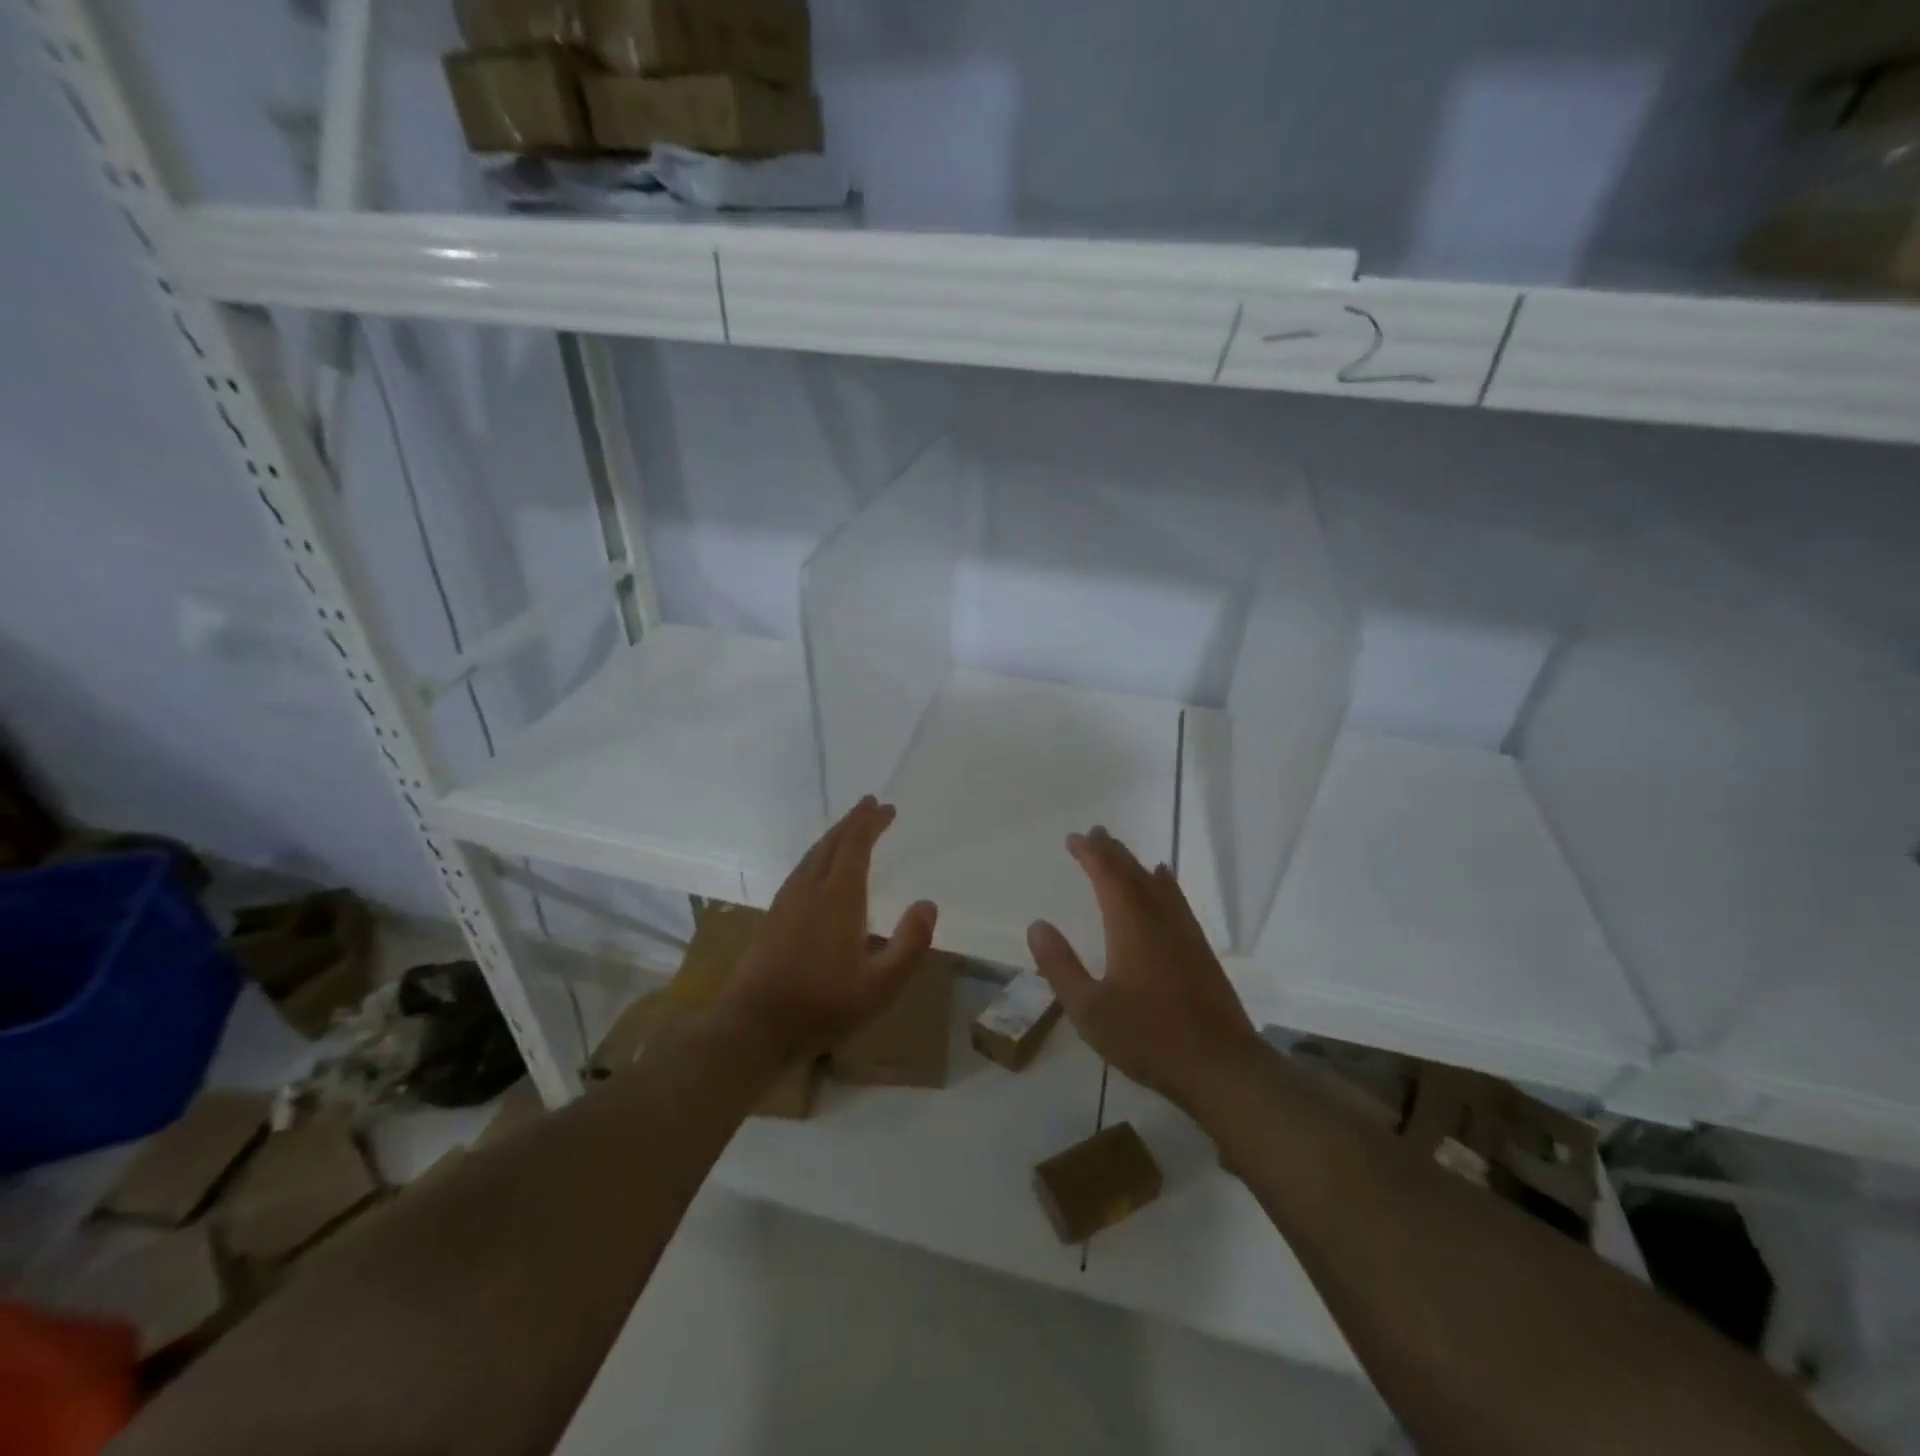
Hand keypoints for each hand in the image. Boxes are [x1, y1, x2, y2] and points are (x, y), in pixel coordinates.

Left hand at [717, 796, 937, 1065]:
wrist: (754, 1026)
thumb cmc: (823, 1004)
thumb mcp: (881, 984)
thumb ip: (910, 943)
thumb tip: (928, 904)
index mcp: (838, 897)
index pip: (855, 846)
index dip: (871, 823)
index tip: (886, 807)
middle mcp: (810, 888)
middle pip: (831, 843)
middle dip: (852, 822)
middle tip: (870, 805)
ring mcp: (787, 901)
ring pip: (812, 854)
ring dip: (833, 836)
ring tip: (849, 829)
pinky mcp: (773, 916)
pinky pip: (800, 870)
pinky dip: (818, 855)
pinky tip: (819, 868)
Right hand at [1027, 826, 1258, 1114]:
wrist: (1221, 1066)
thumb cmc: (1148, 1037)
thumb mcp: (1089, 1010)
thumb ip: (1061, 966)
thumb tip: (1037, 925)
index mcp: (1131, 924)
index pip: (1107, 873)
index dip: (1089, 853)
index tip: (1073, 839)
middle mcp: (1159, 917)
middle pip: (1133, 871)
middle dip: (1111, 850)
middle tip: (1093, 833)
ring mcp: (1185, 931)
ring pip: (1157, 882)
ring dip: (1135, 863)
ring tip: (1120, 852)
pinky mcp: (1200, 948)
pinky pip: (1176, 898)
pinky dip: (1162, 882)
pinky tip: (1163, 883)